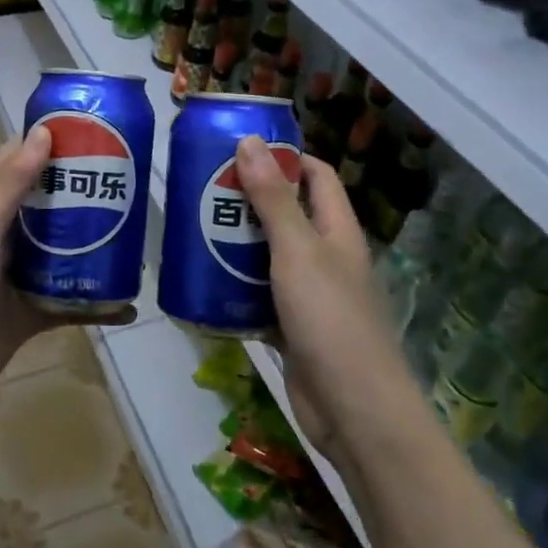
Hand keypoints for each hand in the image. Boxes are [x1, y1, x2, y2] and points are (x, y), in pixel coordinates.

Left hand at [0, 124, 134, 425]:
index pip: (20, 163)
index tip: (94, 128)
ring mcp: (23, 277)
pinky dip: (99, 304)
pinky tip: (130, 306)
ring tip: (139, 233)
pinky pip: (73, 301)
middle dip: (86, 191)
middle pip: (52, 205)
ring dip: (98, 244)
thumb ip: (11, 186)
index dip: (50, 142)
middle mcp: (9, 238)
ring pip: (67, 251)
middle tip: (131, 181)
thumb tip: (45, 131)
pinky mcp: (35, 313)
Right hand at [234, 135, 413, 463]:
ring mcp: (311, 295)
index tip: (241, 151)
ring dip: (238, 244)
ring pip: (270, 257)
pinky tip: (205, 282)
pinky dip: (237, 288)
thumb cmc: (329, 317)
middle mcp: (327, 257)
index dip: (286, 159)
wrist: (351, 407)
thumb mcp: (297, 250)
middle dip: (251, 200)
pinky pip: (260, 297)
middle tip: (205, 190)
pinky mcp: (293, 327)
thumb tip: (251, 140)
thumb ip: (273, 198)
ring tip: (195, 229)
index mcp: (337, 230)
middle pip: (289, 214)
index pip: (317, 177)